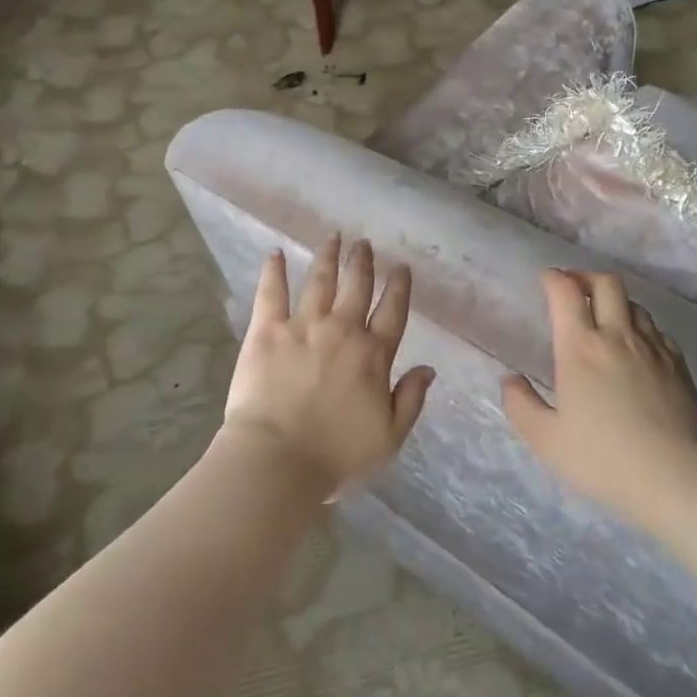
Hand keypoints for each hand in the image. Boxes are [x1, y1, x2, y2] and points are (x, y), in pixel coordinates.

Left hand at [221, 233, 435, 497]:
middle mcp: (343, 330)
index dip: (399, 286)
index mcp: (374, 354)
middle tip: (364, 243)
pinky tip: (275, 253)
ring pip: (320, 280)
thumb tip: (428, 368)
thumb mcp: (390, 436)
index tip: (402, 267)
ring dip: (328, 256)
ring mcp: (304, 326)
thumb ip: (411, 399)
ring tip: (333, 237)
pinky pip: (272, 293)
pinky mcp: (268, 331)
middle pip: (357, 286)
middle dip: (363, 261)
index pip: (393, 311)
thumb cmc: (337, 455)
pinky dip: (273, 271)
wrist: (278, 460)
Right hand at [502, 269, 696, 525]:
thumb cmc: (604, 458)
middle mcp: (618, 336)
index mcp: (581, 348)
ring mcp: (653, 347)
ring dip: (614, 301)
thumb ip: (521, 405)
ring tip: (604, 318)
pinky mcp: (678, 364)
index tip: (545, 280)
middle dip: (585, 276)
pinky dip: (640, 328)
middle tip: (573, 288)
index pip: (565, 292)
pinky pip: (657, 330)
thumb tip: (511, 379)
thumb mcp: (547, 440)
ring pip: (634, 304)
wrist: (676, 477)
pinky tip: (636, 348)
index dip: (553, 278)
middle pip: (606, 283)